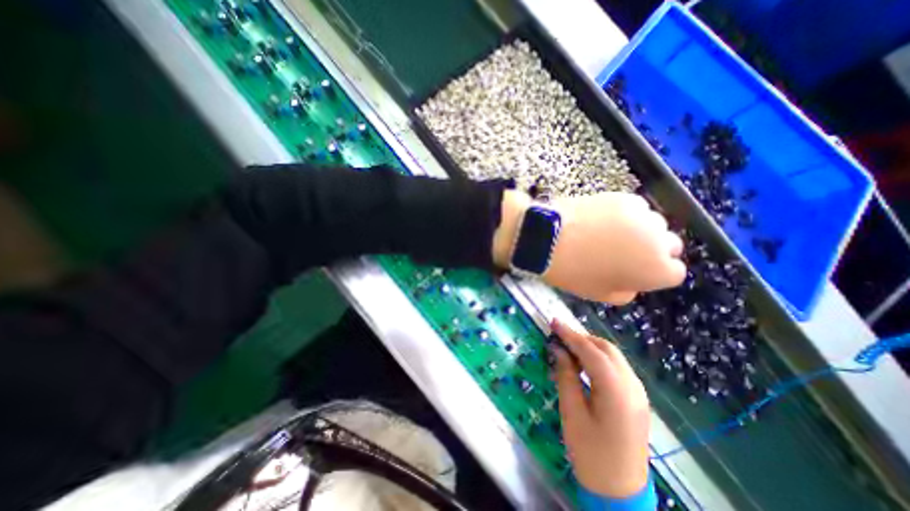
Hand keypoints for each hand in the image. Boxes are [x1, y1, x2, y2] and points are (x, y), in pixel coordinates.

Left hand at [491, 189, 681, 302]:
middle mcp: (660, 241)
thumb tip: (633, 282)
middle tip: (623, 252)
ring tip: (610, 234)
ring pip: (653, 224)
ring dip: (640, 230)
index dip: (653, 272)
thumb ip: (626, 291)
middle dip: (652, 250)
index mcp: (657, 271)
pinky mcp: (624, 197)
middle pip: (669, 245)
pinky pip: (635, 208)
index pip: (673, 272)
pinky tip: (602, 219)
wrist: (549, 239)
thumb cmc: (573, 272)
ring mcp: (643, 215)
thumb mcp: (601, 294)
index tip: (635, 270)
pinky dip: (625, 214)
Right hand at [547, 320, 653, 498]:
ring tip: (567, 346)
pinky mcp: (637, 397)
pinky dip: (599, 358)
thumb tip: (558, 349)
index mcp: (616, 391)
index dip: (570, 334)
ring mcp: (638, 391)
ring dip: (590, 346)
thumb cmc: (590, 453)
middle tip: (558, 335)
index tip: (553, 322)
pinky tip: (584, 363)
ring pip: (613, 356)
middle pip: (606, 348)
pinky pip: (617, 367)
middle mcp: (633, 386)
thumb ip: (565, 375)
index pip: (591, 351)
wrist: (621, 491)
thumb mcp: (572, 412)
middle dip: (581, 337)